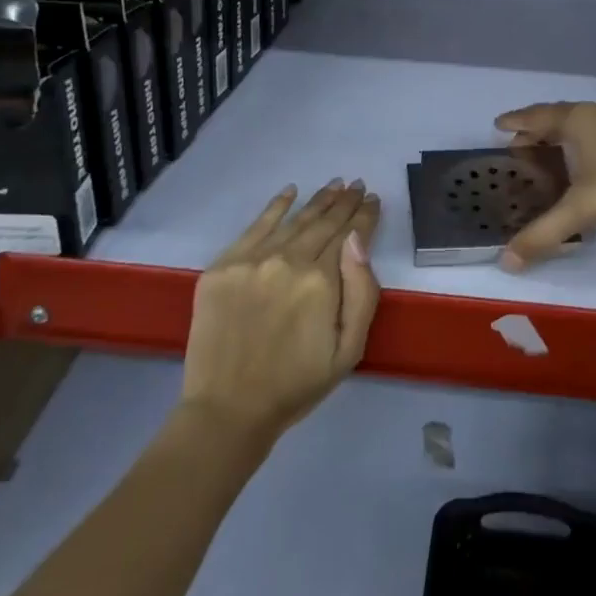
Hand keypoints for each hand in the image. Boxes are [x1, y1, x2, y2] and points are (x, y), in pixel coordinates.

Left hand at [180, 180, 380, 444]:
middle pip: (323, 222)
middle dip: (344, 202)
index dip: (364, 216)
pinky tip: (290, 191)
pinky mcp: (223, 266)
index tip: (373, 200)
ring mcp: (252, 260)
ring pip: (294, 220)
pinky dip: (276, 206)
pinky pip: (255, 226)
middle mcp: (288, 260)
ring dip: (317, 200)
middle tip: (357, 185)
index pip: (349, 235)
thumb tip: (358, 239)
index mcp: (321, 281)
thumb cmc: (297, 384)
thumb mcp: (349, 349)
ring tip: (334, 185)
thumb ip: (362, 291)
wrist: (227, 411)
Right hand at [494, 101, 595, 269]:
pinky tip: (588, 165)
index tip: (497, 125)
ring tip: (549, 156)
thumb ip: (545, 232)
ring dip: (563, 139)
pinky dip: (585, 146)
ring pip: (584, 126)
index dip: (517, 122)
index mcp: (579, 119)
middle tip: (518, 147)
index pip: (538, 116)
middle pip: (559, 118)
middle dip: (538, 132)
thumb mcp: (583, 208)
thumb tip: (506, 261)